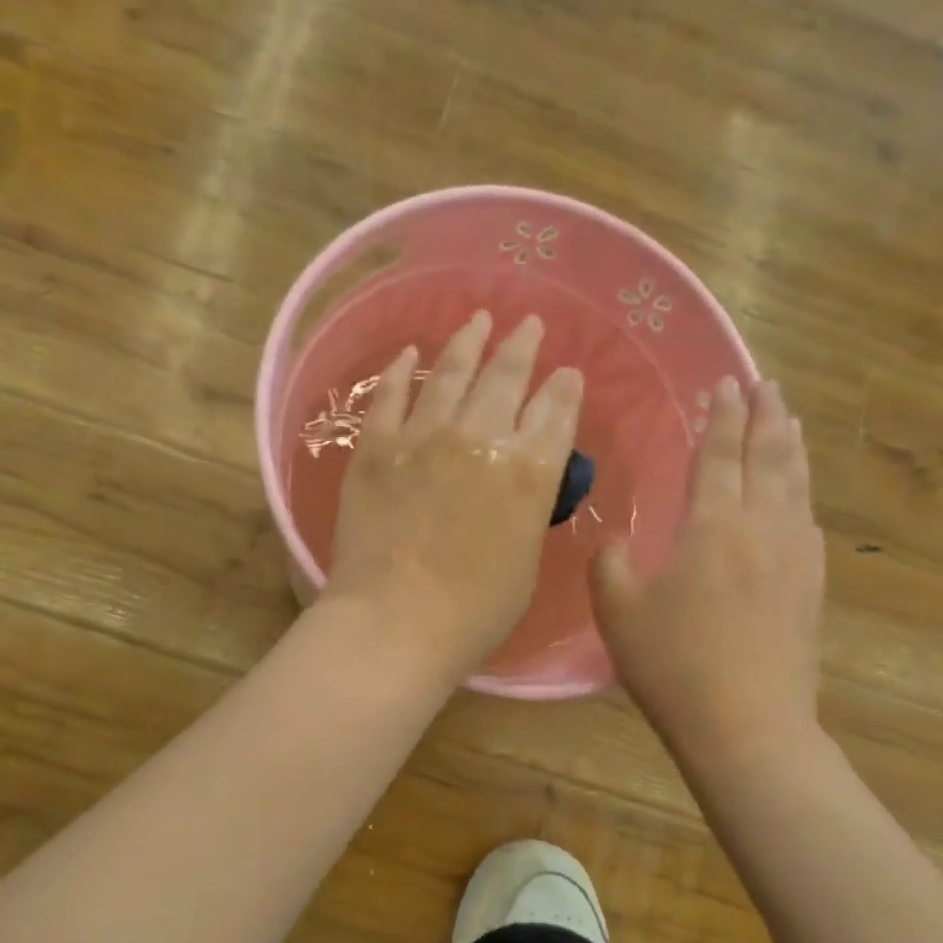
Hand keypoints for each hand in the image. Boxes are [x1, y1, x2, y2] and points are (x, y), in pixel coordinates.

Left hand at [321, 310, 583, 687]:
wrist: (394, 622)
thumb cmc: (473, 613)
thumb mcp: (526, 562)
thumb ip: (527, 510)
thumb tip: (521, 481)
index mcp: (530, 471)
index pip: (556, 411)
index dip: (564, 387)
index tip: (566, 372)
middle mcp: (481, 437)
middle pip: (508, 376)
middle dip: (523, 346)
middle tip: (530, 325)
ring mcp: (423, 436)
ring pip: (452, 372)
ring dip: (469, 342)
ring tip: (479, 320)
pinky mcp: (376, 446)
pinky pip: (390, 395)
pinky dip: (402, 370)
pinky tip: (410, 353)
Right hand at [591, 377, 824, 770]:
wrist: (746, 725)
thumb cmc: (673, 665)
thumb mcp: (617, 611)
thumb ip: (611, 562)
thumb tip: (618, 539)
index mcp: (713, 527)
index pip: (719, 456)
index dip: (721, 417)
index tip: (724, 384)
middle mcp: (762, 528)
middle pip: (769, 457)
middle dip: (765, 415)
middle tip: (764, 383)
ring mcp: (795, 556)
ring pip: (797, 483)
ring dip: (790, 444)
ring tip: (787, 418)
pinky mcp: (812, 585)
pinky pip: (808, 519)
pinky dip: (802, 490)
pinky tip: (798, 492)